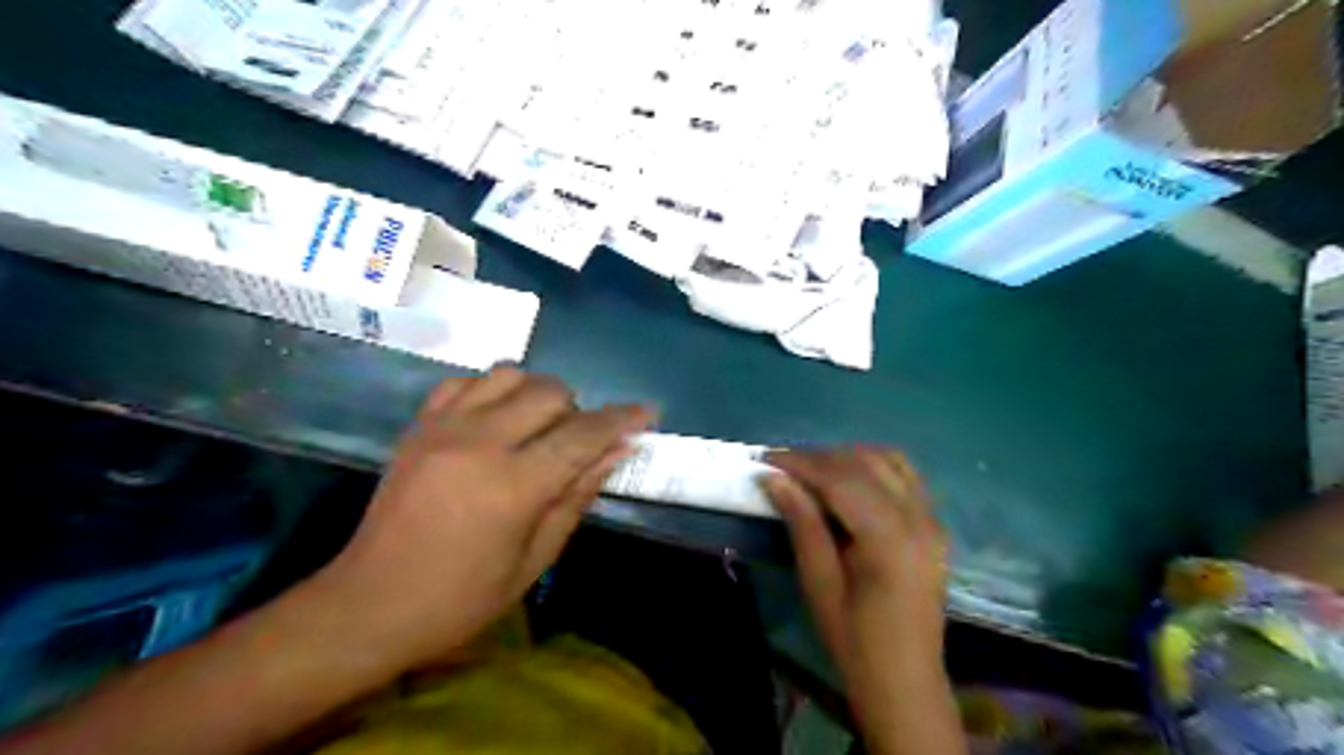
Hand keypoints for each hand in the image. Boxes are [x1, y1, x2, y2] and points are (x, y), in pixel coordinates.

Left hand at [310, 367, 656, 672]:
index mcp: (512, 486)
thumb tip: (616, 453)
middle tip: (576, 443)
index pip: (582, 435)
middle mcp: (479, 442)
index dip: (621, 419)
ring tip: (536, 428)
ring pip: (509, 374)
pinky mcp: (418, 426)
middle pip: (549, 392)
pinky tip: (495, 420)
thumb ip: (576, 498)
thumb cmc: (461, 599)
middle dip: (577, 410)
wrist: (368, 605)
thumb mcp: (534, 561)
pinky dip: (492, 391)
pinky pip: (465, 382)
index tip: (646, 413)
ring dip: (536, 394)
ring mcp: (442, 427)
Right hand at [765, 449, 953, 749]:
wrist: (904, 680)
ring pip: (887, 460)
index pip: (841, 479)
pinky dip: (872, 466)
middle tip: (782, 466)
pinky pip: (904, 475)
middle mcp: (917, 517)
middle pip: (864, 463)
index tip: (766, 458)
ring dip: (846, 457)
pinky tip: (847, 479)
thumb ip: (802, 523)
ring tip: (810, 470)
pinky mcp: (933, 524)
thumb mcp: (819, 583)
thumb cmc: (854, 639)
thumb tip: (774, 478)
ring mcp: (931, 518)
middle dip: (819, 457)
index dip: (801, 463)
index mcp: (889, 538)